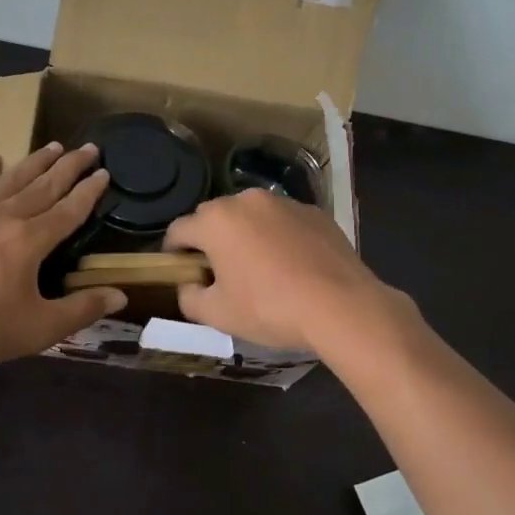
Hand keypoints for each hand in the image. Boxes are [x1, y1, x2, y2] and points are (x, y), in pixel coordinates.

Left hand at [0, 142, 126, 379]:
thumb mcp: (40, 329)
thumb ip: (82, 309)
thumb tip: (121, 296)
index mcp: (30, 241)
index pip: (69, 210)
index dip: (89, 191)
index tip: (104, 172)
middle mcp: (4, 218)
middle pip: (43, 186)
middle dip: (69, 166)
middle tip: (88, 147)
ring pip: (9, 181)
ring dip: (34, 162)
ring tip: (53, 146)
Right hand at [162, 189, 392, 352]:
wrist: (341, 306)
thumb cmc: (269, 308)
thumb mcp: (217, 314)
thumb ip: (189, 297)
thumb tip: (189, 286)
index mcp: (216, 220)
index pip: (178, 230)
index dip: (173, 252)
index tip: (179, 271)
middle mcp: (246, 200)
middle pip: (215, 218)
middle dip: (210, 241)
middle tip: (219, 274)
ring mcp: (284, 203)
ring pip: (252, 217)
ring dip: (246, 236)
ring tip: (259, 269)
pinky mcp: (315, 212)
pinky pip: (284, 222)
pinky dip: (279, 238)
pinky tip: (291, 266)